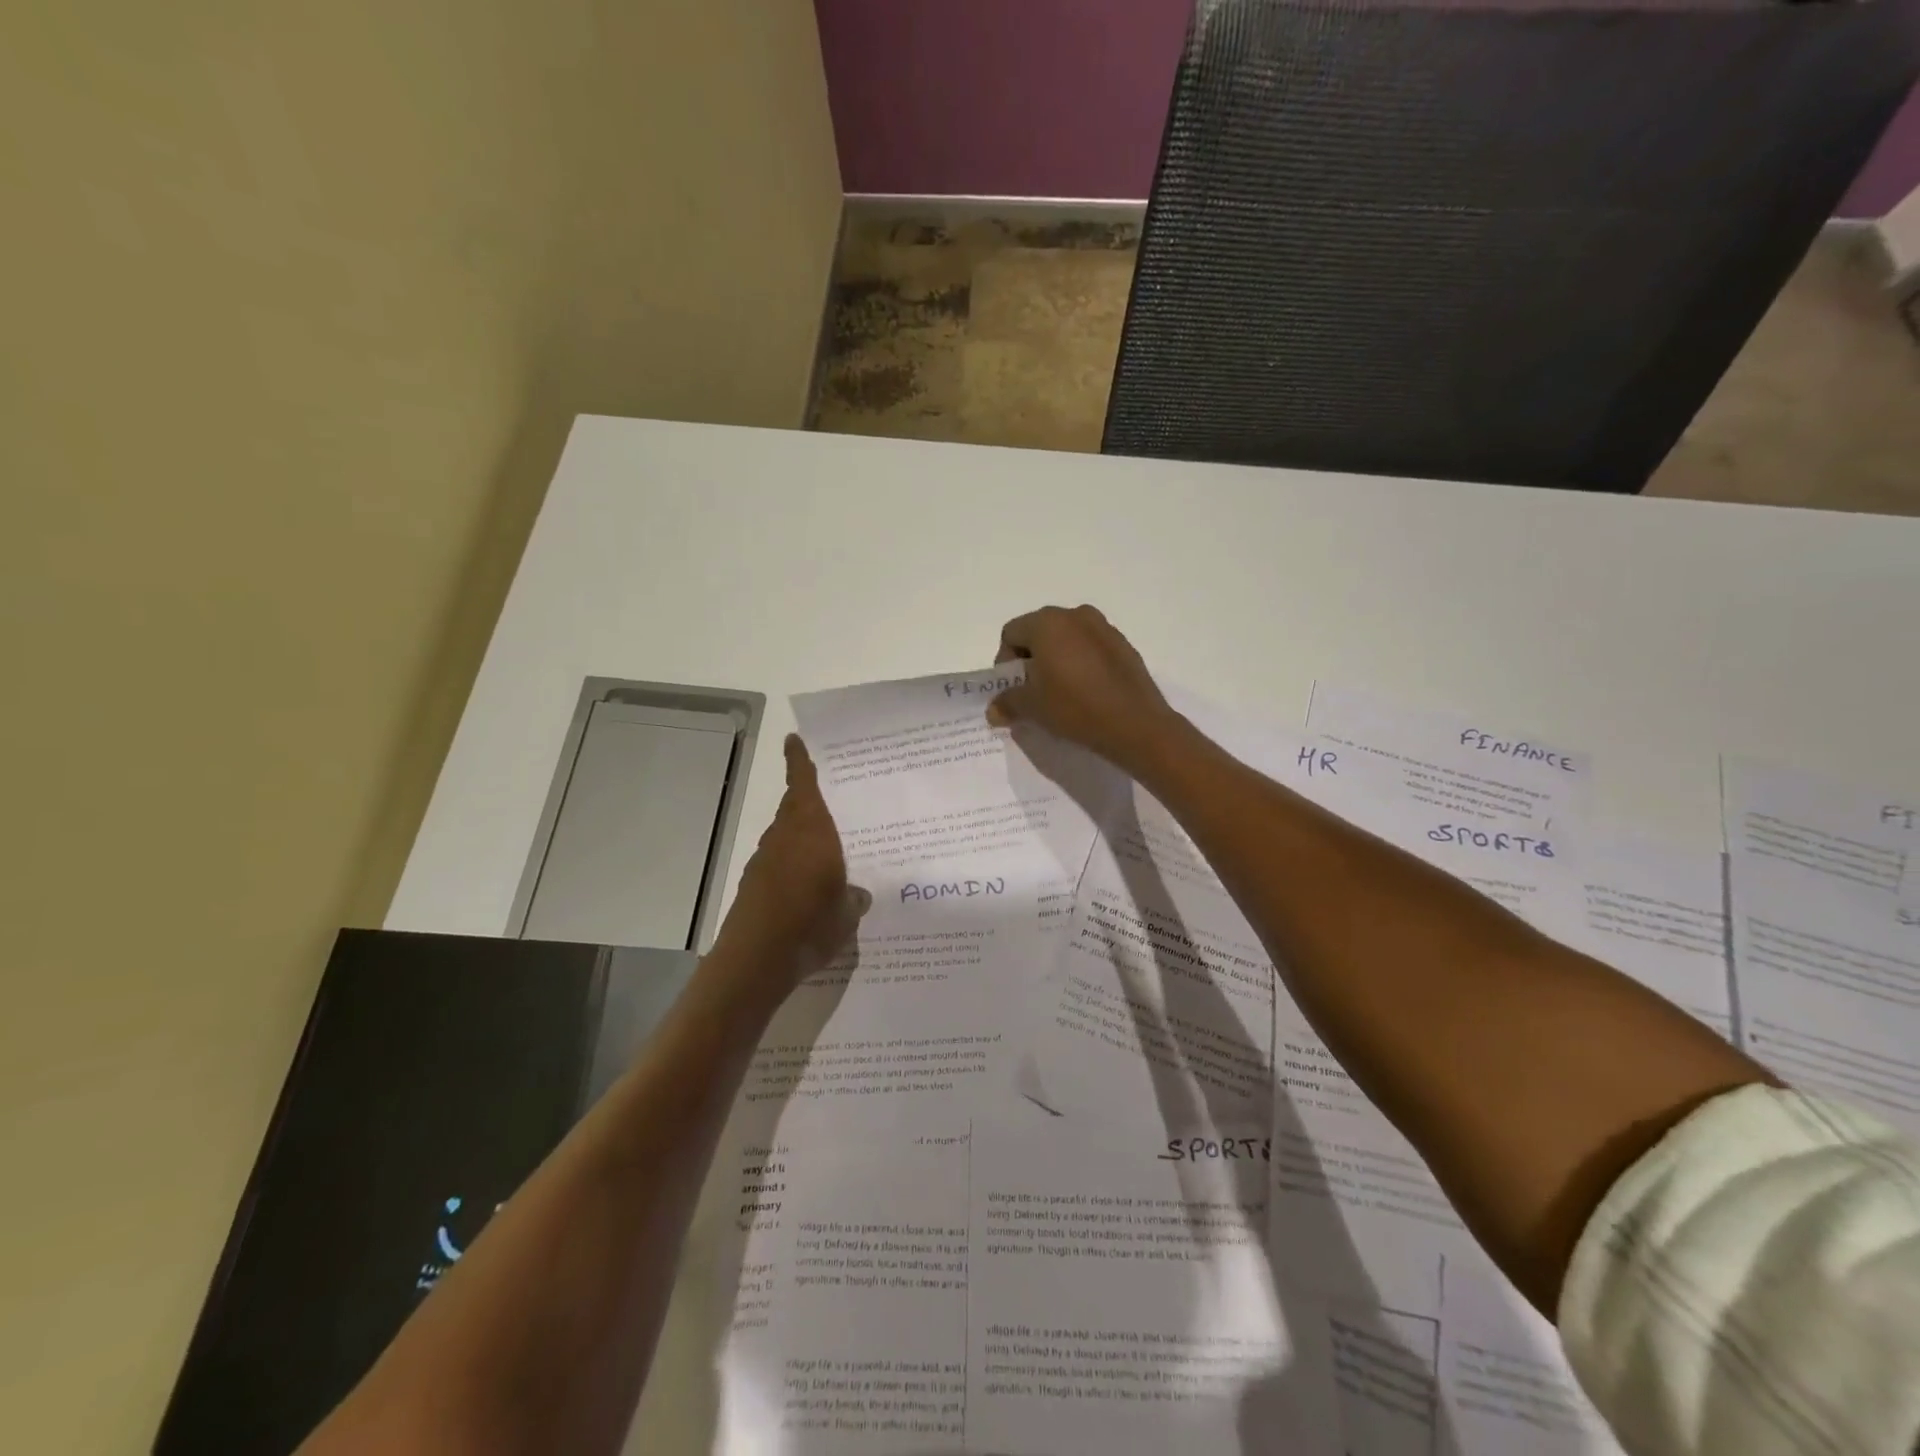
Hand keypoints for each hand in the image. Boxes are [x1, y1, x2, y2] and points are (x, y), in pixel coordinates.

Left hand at [714, 735, 869, 989]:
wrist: (755, 960)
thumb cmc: (809, 923)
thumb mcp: (846, 912)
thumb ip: (854, 898)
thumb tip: (858, 894)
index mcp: (810, 830)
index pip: (802, 783)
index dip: (799, 761)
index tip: (793, 739)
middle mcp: (784, 838)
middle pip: (794, 809)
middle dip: (810, 803)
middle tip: (835, 804)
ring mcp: (764, 862)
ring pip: (786, 838)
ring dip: (802, 838)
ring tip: (828, 853)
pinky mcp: (753, 887)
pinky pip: (779, 865)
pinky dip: (793, 868)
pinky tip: (808, 890)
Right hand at [987, 604, 1182, 774]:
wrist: (1135, 724)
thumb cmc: (1074, 707)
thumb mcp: (1033, 708)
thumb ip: (1008, 702)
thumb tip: (994, 710)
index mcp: (1047, 623)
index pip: (1011, 633)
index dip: (1005, 662)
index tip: (1014, 689)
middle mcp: (1075, 615)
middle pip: (1039, 631)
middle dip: (1031, 659)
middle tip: (1034, 691)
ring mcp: (1103, 627)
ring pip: (1066, 638)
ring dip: (1057, 659)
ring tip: (1061, 692)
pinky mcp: (1123, 644)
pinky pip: (1090, 647)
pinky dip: (1081, 662)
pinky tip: (1087, 691)